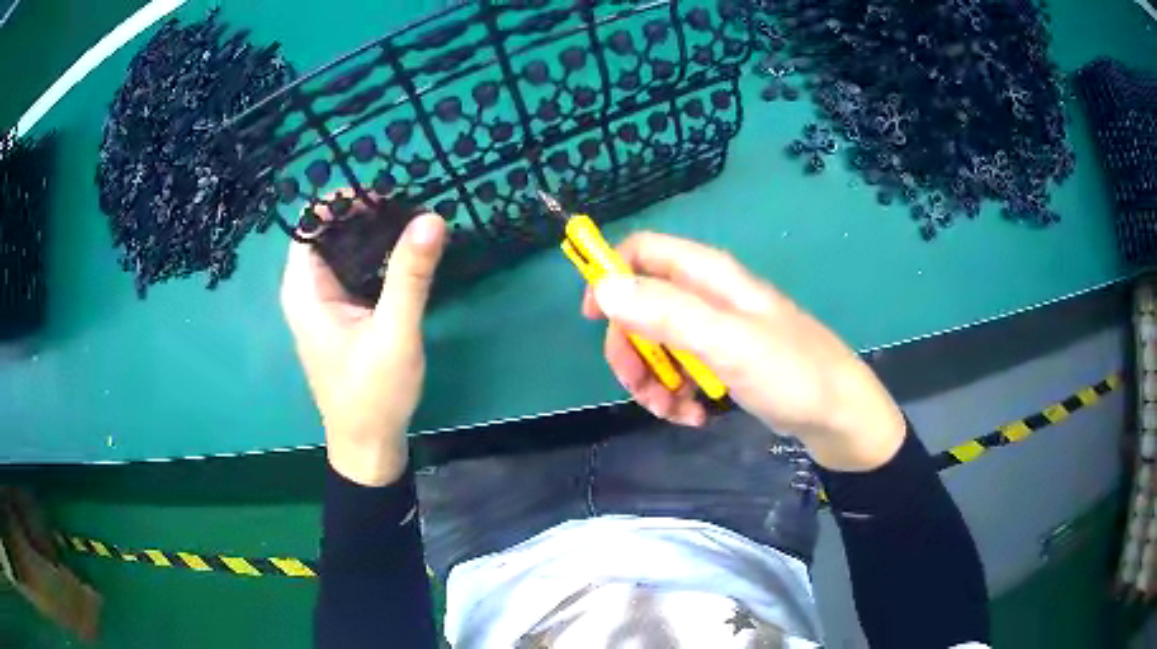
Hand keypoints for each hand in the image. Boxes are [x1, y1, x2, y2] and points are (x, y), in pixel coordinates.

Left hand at [281, 205, 447, 485]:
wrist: (368, 445)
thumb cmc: (373, 393)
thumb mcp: (395, 332)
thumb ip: (410, 274)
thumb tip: (430, 217)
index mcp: (304, 288)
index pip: (312, 220)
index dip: (345, 199)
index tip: (388, 194)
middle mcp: (305, 289)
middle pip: (327, 230)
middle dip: (364, 212)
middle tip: (409, 205)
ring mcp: (320, 302)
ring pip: (340, 248)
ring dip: (371, 232)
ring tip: (412, 221)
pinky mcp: (338, 313)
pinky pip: (351, 268)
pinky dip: (374, 254)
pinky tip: (404, 254)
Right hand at [583, 232, 904, 470]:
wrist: (838, 415)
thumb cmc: (792, 372)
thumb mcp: (728, 343)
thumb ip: (667, 313)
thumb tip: (604, 288)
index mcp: (709, 276)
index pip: (643, 251)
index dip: (611, 276)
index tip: (594, 319)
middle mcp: (708, 296)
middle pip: (642, 305)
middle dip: (632, 349)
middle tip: (638, 387)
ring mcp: (715, 330)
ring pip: (657, 344)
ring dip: (653, 380)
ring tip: (673, 412)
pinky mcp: (722, 361)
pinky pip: (680, 370)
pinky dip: (676, 395)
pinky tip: (692, 417)